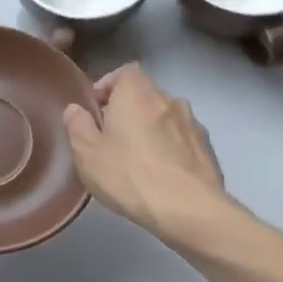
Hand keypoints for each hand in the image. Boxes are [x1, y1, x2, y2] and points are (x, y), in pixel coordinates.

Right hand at [63, 65, 230, 243]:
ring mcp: (193, 123)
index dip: (108, 85)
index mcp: (137, 93)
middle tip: (110, 137)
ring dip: (151, 129)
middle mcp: (169, 99)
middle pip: (145, 94)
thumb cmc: (129, 175)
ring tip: (137, 159)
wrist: (188, 209)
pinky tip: (161, 174)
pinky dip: (170, 148)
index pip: (124, 72)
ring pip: (165, 117)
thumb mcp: (87, 153)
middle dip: (127, 110)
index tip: (96, 109)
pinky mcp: (208, 148)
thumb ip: (77, 125)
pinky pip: (181, 139)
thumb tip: (75, 109)